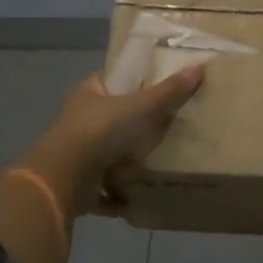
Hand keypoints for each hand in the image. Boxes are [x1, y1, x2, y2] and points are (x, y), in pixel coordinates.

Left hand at [19, 66, 207, 219]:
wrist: (61, 180)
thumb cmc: (100, 132)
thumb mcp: (141, 107)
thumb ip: (170, 91)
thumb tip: (201, 64)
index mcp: (89, 93)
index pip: (112, 79)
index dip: (132, 80)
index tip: (157, 85)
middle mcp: (79, 120)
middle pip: (111, 117)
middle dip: (133, 124)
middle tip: (166, 126)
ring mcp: (75, 154)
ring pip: (106, 153)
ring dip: (125, 162)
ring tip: (156, 163)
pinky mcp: (77, 185)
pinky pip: (103, 189)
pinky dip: (118, 195)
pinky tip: (138, 198)